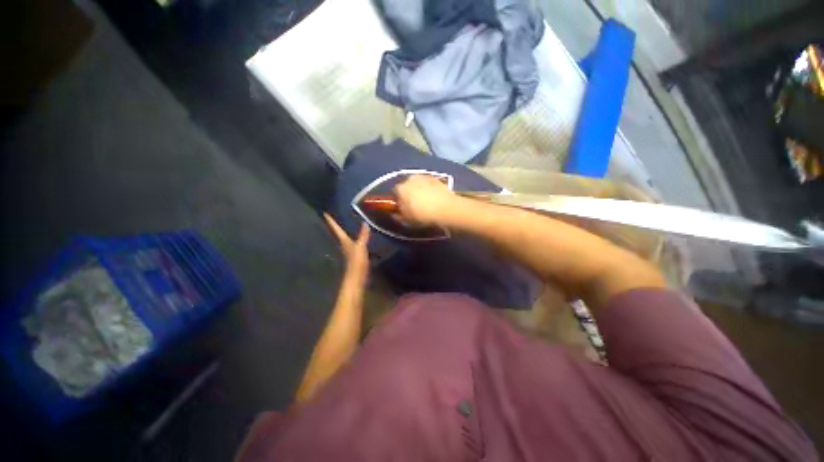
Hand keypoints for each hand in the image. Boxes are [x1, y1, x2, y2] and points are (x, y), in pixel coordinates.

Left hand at [324, 213, 369, 280]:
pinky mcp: (352, 255)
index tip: (324, 213)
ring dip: (343, 231)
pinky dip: (350, 238)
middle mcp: (343, 244)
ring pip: (343, 238)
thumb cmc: (356, 262)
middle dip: (335, 225)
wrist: (356, 277)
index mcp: (344, 241)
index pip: (336, 228)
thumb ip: (363, 235)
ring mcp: (347, 250)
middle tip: (334, 215)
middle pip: (337, 233)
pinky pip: (350, 243)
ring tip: (345, 223)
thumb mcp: (361, 247)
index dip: (331, 221)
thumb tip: (364, 222)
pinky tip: (355, 237)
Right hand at [394, 175, 456, 225]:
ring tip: (426, 202)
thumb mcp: (407, 221)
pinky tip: (434, 199)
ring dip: (420, 190)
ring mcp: (425, 177)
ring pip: (418, 184)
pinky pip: (429, 184)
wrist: (446, 209)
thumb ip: (398, 216)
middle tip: (413, 205)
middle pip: (406, 186)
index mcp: (400, 188)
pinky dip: (430, 189)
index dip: (398, 201)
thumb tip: (395, 214)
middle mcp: (410, 179)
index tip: (402, 208)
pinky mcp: (437, 179)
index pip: (395, 193)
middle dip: (408, 194)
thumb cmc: (423, 216)